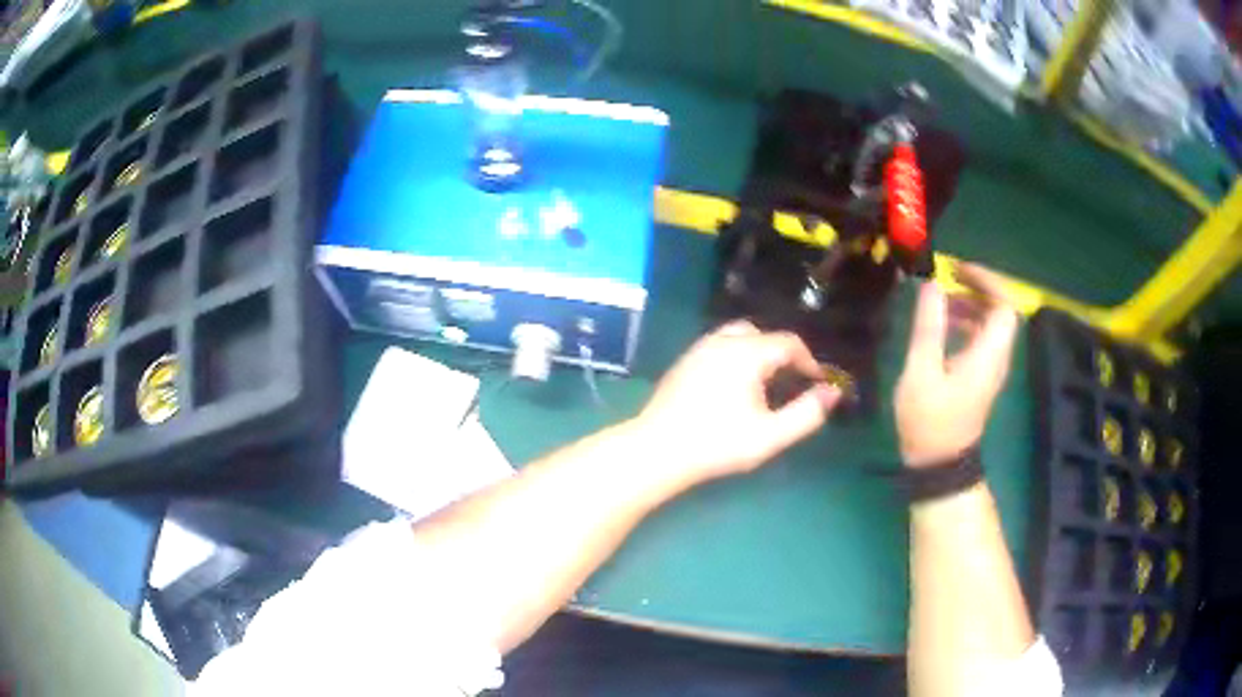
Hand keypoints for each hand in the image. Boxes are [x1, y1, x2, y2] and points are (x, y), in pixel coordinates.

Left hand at [633, 321, 840, 484]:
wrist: (658, 450)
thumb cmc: (718, 444)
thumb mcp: (770, 435)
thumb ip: (807, 413)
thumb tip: (833, 392)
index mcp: (746, 352)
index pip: (789, 343)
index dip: (809, 361)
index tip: (817, 384)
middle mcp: (722, 341)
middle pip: (763, 335)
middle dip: (783, 355)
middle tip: (791, 383)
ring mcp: (699, 349)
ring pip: (738, 337)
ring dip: (758, 353)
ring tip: (766, 385)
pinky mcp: (684, 361)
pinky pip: (719, 347)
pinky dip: (737, 357)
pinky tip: (734, 388)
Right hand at [896, 263, 1019, 467]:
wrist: (940, 465)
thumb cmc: (930, 421)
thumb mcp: (922, 372)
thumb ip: (929, 327)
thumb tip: (931, 285)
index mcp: (988, 355)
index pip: (1004, 306)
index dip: (987, 282)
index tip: (959, 270)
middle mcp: (997, 358)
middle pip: (1000, 312)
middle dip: (977, 289)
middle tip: (948, 277)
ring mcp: (991, 369)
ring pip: (991, 325)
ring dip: (970, 305)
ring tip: (940, 300)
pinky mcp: (982, 377)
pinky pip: (982, 338)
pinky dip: (967, 323)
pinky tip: (944, 326)